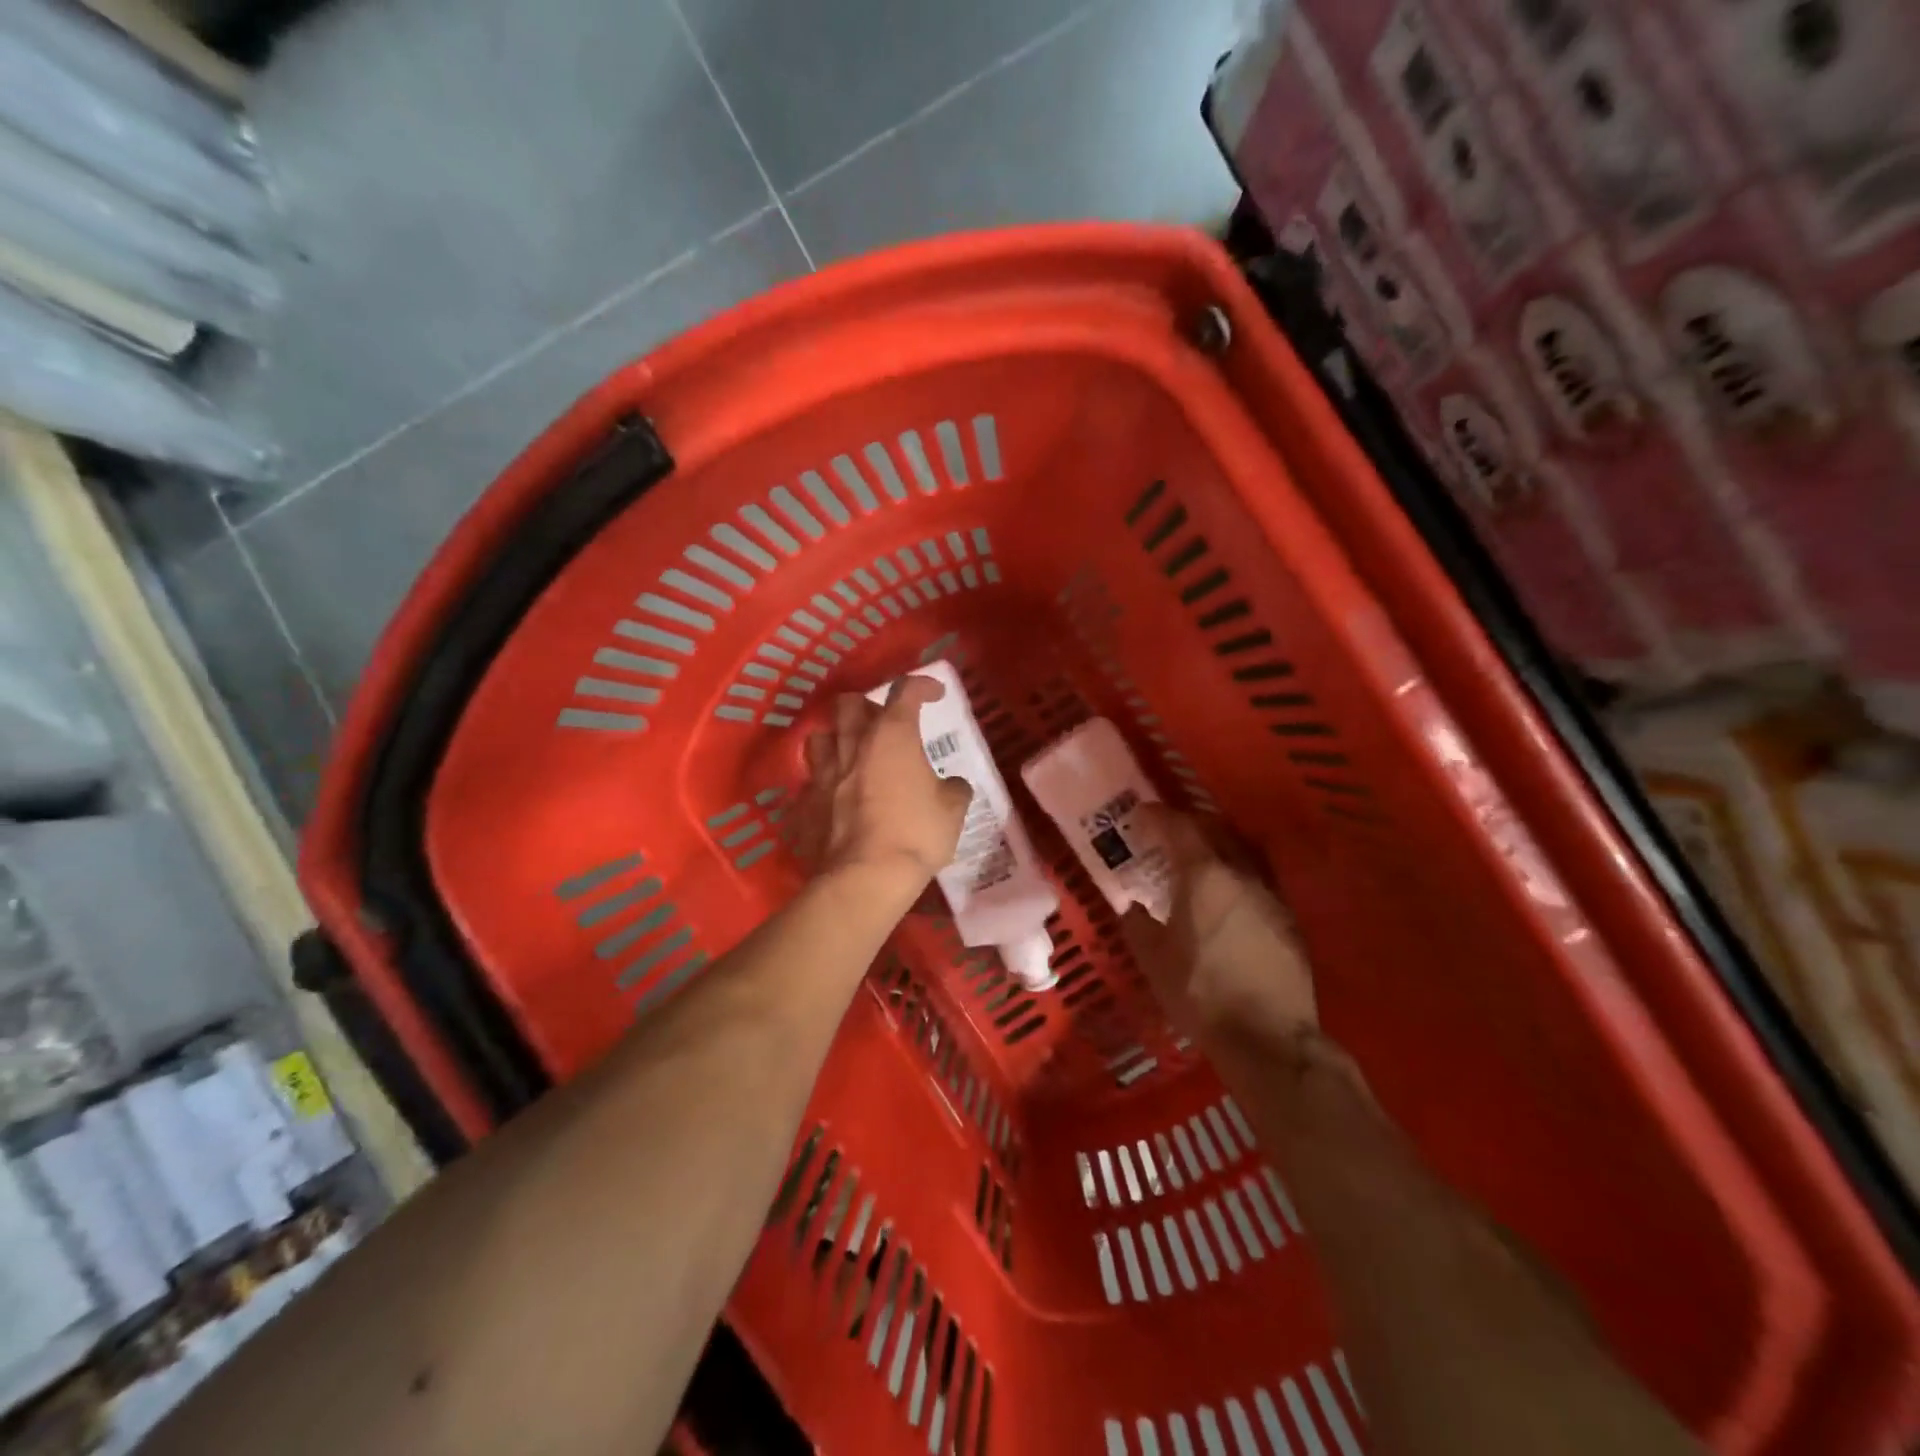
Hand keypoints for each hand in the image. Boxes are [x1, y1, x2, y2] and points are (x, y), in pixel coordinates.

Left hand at [792, 676, 972, 893]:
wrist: (866, 878)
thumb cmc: (916, 835)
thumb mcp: (952, 811)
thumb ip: (954, 789)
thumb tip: (953, 786)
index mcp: (892, 736)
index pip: (906, 691)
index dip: (922, 685)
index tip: (935, 694)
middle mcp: (852, 745)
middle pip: (849, 704)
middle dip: (867, 705)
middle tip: (883, 724)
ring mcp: (822, 774)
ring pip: (818, 737)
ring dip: (835, 739)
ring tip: (850, 755)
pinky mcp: (803, 804)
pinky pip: (809, 784)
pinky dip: (822, 786)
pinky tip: (833, 801)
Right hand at [1121, 806, 1316, 1050]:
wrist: (1268, 1038)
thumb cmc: (1200, 992)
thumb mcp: (1153, 959)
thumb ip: (1137, 923)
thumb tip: (1132, 905)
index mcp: (1204, 875)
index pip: (1179, 827)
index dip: (1157, 816)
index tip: (1140, 814)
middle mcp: (1241, 874)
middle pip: (1216, 830)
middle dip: (1189, 824)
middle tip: (1167, 833)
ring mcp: (1271, 895)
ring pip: (1241, 853)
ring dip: (1217, 847)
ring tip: (1197, 861)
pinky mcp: (1289, 920)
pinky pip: (1258, 879)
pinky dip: (1236, 874)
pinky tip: (1226, 897)